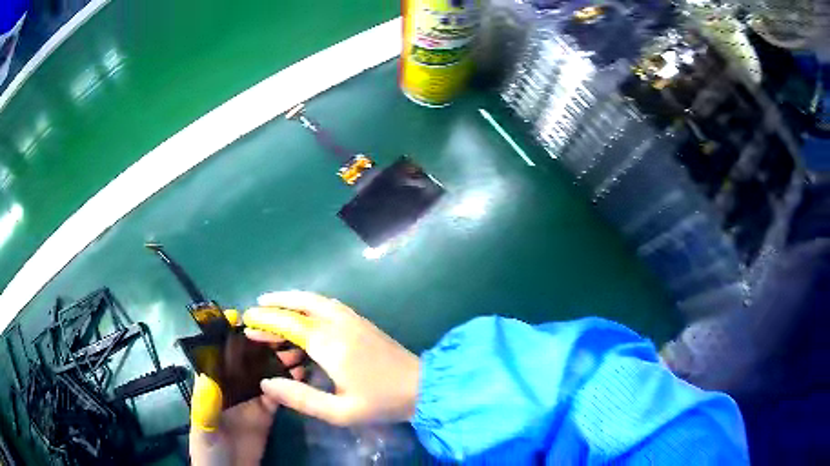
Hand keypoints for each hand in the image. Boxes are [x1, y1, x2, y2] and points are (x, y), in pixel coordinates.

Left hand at [189, 310, 305, 465]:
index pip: (219, 353)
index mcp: (213, 383)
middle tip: (283, 332)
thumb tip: (209, 373)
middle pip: (247, 359)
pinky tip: (302, 373)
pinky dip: (289, 382)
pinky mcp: (267, 411)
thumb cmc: (209, 448)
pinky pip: (279, 393)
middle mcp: (232, 385)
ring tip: (298, 350)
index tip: (243, 315)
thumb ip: (206, 403)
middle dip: (262, 343)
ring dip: (279, 360)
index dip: (229, 334)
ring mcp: (251, 397)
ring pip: (265, 372)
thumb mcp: (204, 425)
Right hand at [243, 291, 419, 426]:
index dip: (266, 321)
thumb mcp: (339, 411)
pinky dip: (308, 303)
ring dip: (292, 300)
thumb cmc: (380, 402)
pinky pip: (328, 304)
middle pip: (301, 304)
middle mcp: (339, 324)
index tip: (247, 321)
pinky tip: (303, 313)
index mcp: (330, 344)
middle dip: (275, 304)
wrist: (423, 387)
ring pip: (315, 300)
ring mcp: (353, 319)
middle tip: (255, 310)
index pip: (289, 324)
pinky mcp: (362, 322)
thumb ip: (300, 398)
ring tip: (273, 305)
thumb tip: (266, 383)